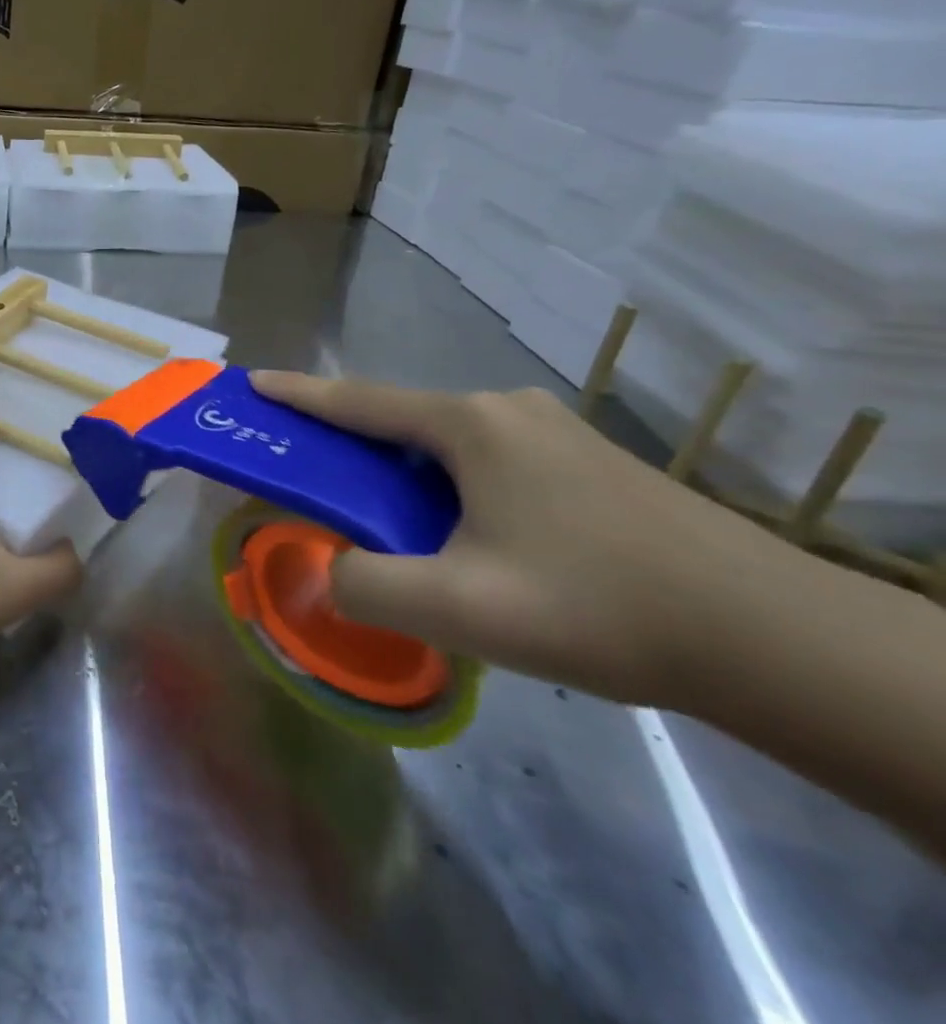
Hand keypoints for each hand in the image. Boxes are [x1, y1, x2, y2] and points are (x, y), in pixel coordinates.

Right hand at [250, 372, 776, 706]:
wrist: (771, 638)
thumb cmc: (596, 606)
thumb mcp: (460, 609)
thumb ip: (364, 586)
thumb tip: (328, 571)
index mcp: (470, 426)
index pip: (358, 401)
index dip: (298, 396)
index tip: (252, 385)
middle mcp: (507, 410)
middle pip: (401, 421)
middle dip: (349, 445)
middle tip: (312, 478)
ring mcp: (553, 432)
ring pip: (446, 446)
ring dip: (403, 474)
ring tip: (386, 523)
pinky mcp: (586, 462)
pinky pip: (487, 461)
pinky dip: (447, 486)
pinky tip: (462, 535)